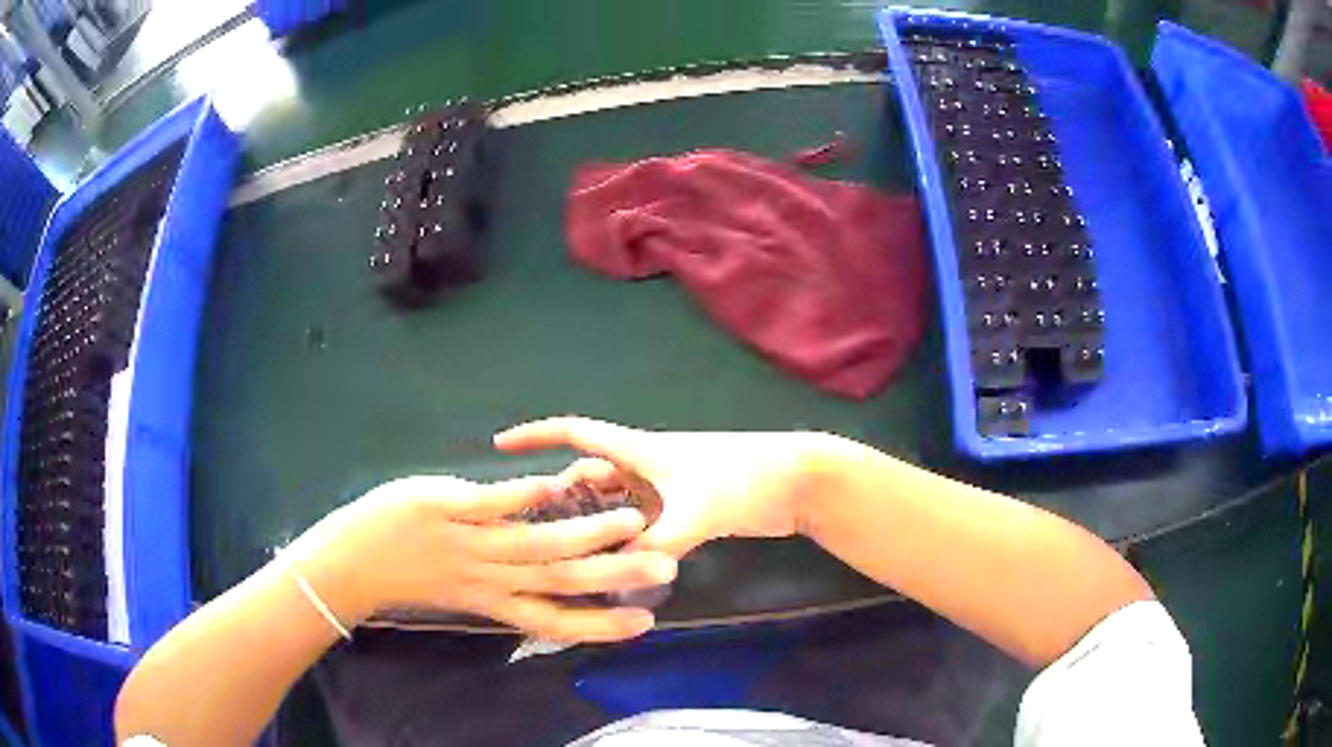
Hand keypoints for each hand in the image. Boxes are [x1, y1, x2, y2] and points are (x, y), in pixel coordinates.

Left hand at [283, 474, 677, 642]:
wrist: (345, 565)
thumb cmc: (403, 579)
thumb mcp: (457, 593)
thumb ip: (500, 589)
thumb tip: (544, 579)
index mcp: (490, 602)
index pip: (553, 619)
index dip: (600, 624)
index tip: (644, 623)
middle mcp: (486, 578)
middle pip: (557, 583)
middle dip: (612, 577)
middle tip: (661, 569)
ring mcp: (463, 542)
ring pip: (532, 543)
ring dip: (584, 533)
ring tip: (629, 521)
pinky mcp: (440, 507)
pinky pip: (487, 503)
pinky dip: (524, 496)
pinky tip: (558, 484)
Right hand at [494, 417, 841, 556]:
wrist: (798, 482)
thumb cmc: (745, 479)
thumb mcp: (695, 511)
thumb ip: (655, 545)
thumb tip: (615, 574)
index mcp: (640, 452)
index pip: (575, 433)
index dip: (536, 436)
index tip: (499, 444)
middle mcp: (645, 468)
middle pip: (589, 479)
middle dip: (561, 499)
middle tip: (533, 532)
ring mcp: (664, 491)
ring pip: (614, 507)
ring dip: (596, 527)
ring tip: (569, 559)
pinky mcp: (684, 511)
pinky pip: (640, 526)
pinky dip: (627, 543)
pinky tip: (617, 569)